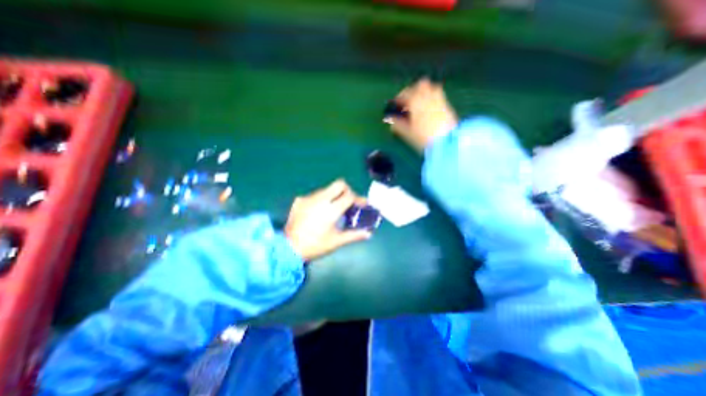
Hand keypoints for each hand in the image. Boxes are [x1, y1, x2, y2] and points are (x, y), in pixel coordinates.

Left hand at [283, 179, 371, 259]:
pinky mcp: (300, 200)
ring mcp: (309, 198)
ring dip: (334, 195)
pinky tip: (319, 212)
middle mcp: (320, 199)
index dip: (359, 199)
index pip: (349, 196)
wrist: (288, 248)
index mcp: (331, 210)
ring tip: (334, 208)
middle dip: (347, 190)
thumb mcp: (336, 241)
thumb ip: (354, 235)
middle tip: (348, 201)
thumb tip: (369, 234)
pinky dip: (321, 200)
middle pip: (339, 184)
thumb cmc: (315, 246)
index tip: (362, 204)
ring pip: (327, 189)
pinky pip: (315, 195)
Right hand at [385, 78, 457, 152]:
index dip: (397, 100)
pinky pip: (438, 96)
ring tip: (418, 103)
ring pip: (431, 87)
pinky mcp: (447, 106)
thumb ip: (397, 124)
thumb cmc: (423, 137)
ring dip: (423, 92)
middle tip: (407, 102)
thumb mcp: (407, 133)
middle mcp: (428, 96)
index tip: (394, 106)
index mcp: (415, 101)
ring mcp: (439, 99)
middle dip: (412, 91)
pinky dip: (432, 98)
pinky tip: (429, 109)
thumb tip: (391, 120)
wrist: (445, 142)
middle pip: (419, 85)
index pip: (404, 95)